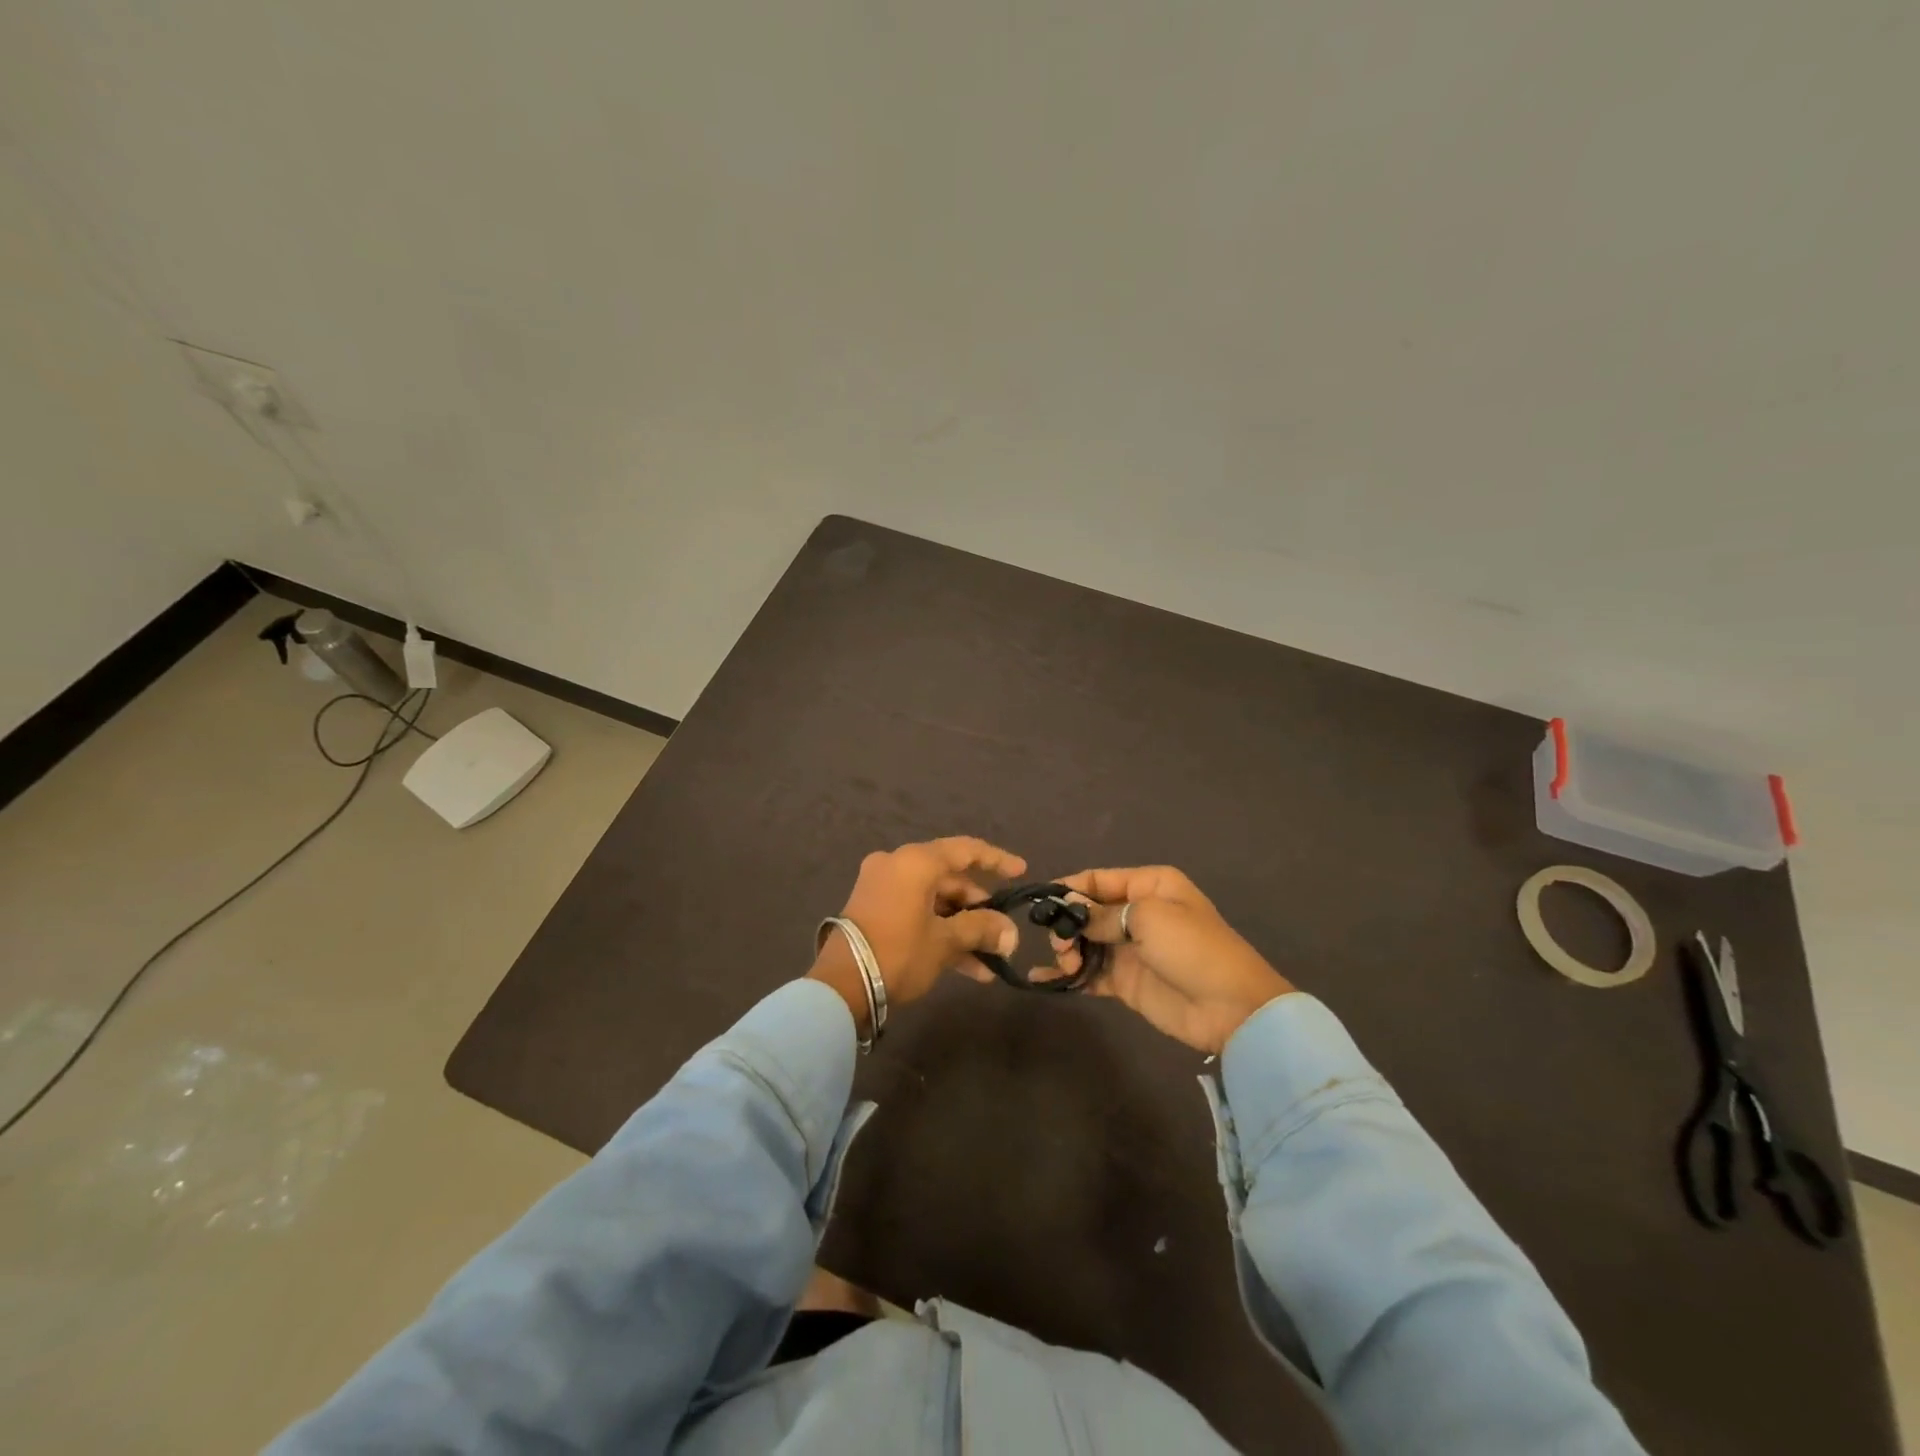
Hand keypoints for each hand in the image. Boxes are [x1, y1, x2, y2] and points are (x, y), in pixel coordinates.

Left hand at [809, 837, 1025, 1032]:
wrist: (840, 985)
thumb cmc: (899, 952)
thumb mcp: (945, 941)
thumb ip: (981, 929)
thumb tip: (1011, 934)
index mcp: (915, 861)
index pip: (966, 850)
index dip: (996, 860)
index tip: (1020, 871)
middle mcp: (897, 865)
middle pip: (950, 880)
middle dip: (979, 910)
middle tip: (1002, 935)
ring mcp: (882, 887)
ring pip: (935, 902)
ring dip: (962, 929)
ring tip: (991, 959)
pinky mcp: (874, 910)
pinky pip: (917, 913)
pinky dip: (940, 933)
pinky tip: (969, 968)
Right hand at [1046, 866, 1293, 1054]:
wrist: (1230, 1008)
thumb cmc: (1192, 948)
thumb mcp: (1149, 918)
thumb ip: (1103, 914)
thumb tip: (1069, 911)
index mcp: (1149, 886)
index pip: (1099, 879)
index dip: (1069, 888)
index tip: (1041, 902)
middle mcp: (1137, 912)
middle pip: (1087, 911)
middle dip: (1067, 924)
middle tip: (1060, 944)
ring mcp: (1129, 949)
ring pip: (1084, 942)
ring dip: (1067, 950)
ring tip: (1067, 965)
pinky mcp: (1124, 981)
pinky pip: (1088, 973)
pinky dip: (1067, 976)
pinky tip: (1041, 981)